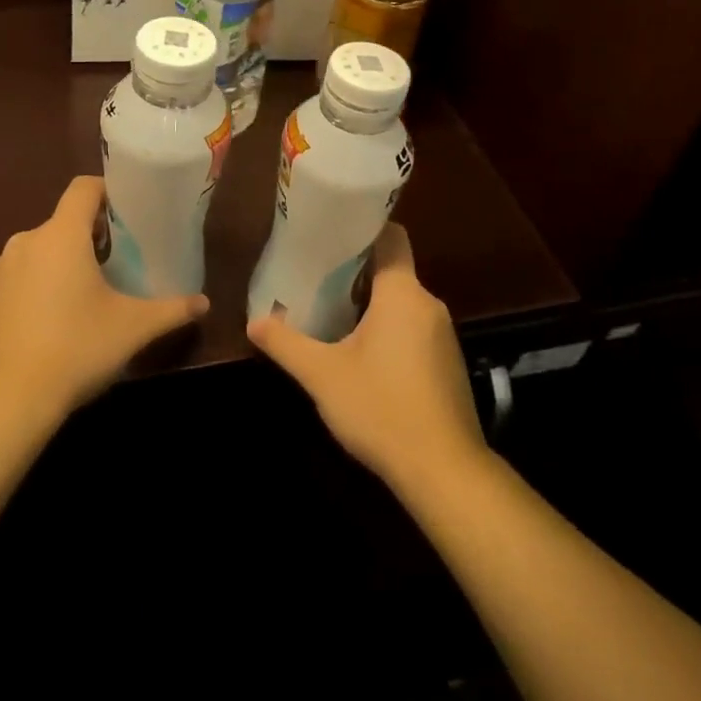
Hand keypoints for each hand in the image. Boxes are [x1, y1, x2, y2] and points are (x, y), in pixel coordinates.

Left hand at [0, 176, 208, 422]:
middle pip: (64, 221)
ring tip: (88, 293)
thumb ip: (171, 310)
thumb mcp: (132, 329)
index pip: (83, 187)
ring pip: (41, 250)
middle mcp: (26, 242)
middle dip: (91, 234)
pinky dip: (39, 285)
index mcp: (61, 235)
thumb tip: (204, 303)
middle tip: (119, 261)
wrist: (2, 402)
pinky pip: (20, 276)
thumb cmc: (74, 350)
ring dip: (64, 261)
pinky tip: (54, 321)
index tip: (129, 213)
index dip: (108, 191)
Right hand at [247, 223, 486, 491]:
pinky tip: (363, 354)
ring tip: (332, 311)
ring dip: (372, 304)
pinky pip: (415, 329)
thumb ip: (286, 344)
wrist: (444, 471)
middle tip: (316, 275)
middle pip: (393, 271)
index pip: (392, 237)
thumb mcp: (323, 376)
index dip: (364, 228)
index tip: (331, 231)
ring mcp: (443, 336)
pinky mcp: (447, 364)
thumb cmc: (381, 409)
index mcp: (403, 294)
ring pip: (403, 303)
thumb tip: (252, 321)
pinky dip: (389, 330)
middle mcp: (429, 305)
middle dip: (356, 272)